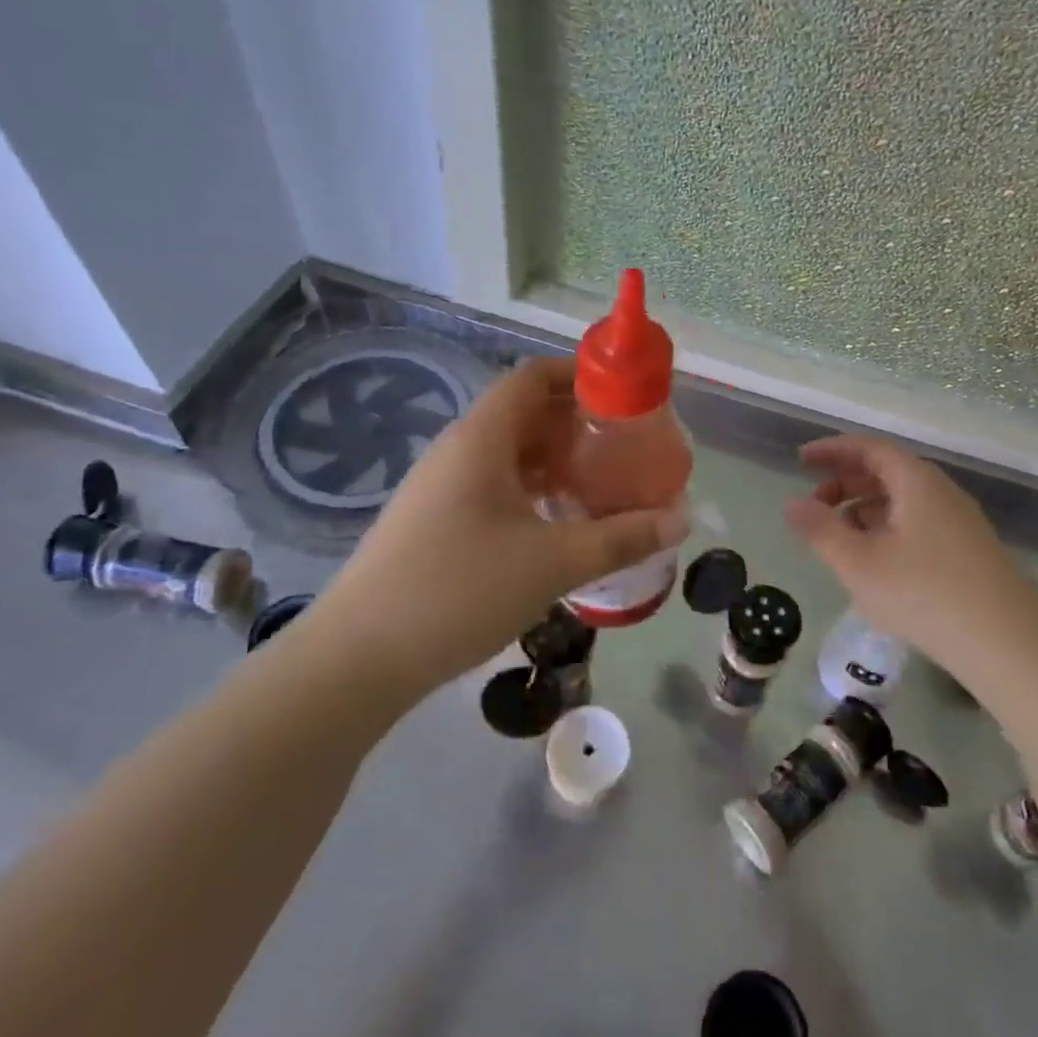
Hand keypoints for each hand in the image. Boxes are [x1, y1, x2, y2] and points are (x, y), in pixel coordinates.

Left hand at [306, 358, 688, 697]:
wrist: (356, 660)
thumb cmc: (458, 591)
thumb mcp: (552, 563)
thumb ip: (621, 538)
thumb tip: (681, 520)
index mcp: (481, 439)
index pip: (532, 377)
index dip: (578, 376)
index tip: (624, 397)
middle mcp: (458, 450)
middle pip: (524, 413)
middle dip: (577, 424)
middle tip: (624, 447)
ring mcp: (441, 487)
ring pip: (508, 453)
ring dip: (555, 460)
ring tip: (601, 484)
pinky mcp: (435, 521)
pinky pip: (492, 485)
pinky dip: (531, 490)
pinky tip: (557, 523)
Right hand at [784, 436, 1037, 675]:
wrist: (1008, 644)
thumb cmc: (924, 594)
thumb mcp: (858, 563)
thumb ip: (820, 530)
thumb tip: (792, 504)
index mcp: (916, 481)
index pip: (868, 448)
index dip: (832, 450)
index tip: (800, 460)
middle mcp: (941, 491)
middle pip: (887, 472)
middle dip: (845, 483)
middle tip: (815, 506)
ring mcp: (960, 521)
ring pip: (903, 500)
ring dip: (866, 509)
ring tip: (840, 537)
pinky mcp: (970, 551)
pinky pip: (919, 523)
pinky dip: (888, 528)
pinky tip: (877, 562)